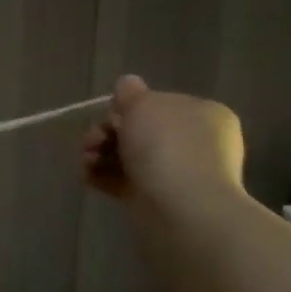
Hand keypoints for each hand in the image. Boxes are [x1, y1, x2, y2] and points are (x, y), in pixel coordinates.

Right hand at [82, 74, 246, 219]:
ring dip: (99, 154)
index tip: (112, 115)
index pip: (160, 104)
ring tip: (87, 160)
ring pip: (127, 156)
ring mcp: (177, 173)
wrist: (180, 207)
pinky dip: (102, 177)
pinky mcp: (157, 199)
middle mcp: (195, 143)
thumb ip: (131, 92)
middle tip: (93, 140)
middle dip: (107, 133)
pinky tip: (87, 176)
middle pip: (139, 131)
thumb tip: (128, 84)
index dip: (129, 107)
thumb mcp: (144, 104)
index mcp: (203, 114)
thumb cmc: (166, 145)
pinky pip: (123, 181)